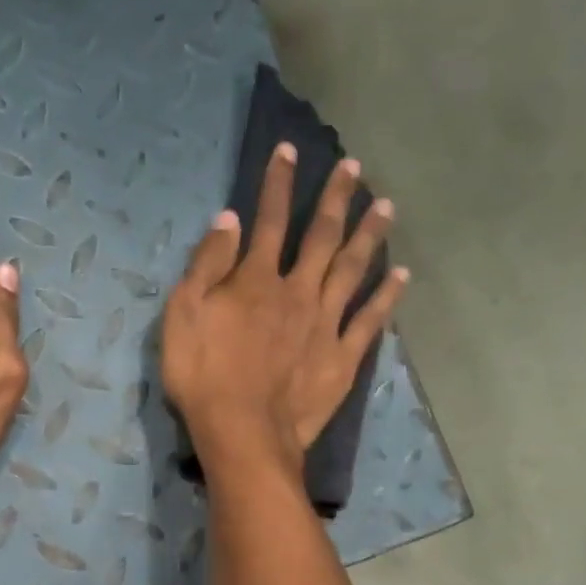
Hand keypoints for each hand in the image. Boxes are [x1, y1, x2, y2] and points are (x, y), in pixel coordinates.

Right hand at [161, 142, 405, 473]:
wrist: (243, 434)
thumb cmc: (202, 376)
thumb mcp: (183, 315)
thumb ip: (206, 265)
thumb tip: (228, 219)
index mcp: (256, 280)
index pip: (270, 219)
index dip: (279, 183)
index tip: (290, 151)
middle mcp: (298, 291)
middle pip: (321, 236)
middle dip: (336, 198)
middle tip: (354, 166)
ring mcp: (325, 325)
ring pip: (353, 269)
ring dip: (370, 235)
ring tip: (386, 205)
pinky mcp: (342, 358)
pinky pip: (370, 321)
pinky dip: (387, 296)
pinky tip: (402, 275)